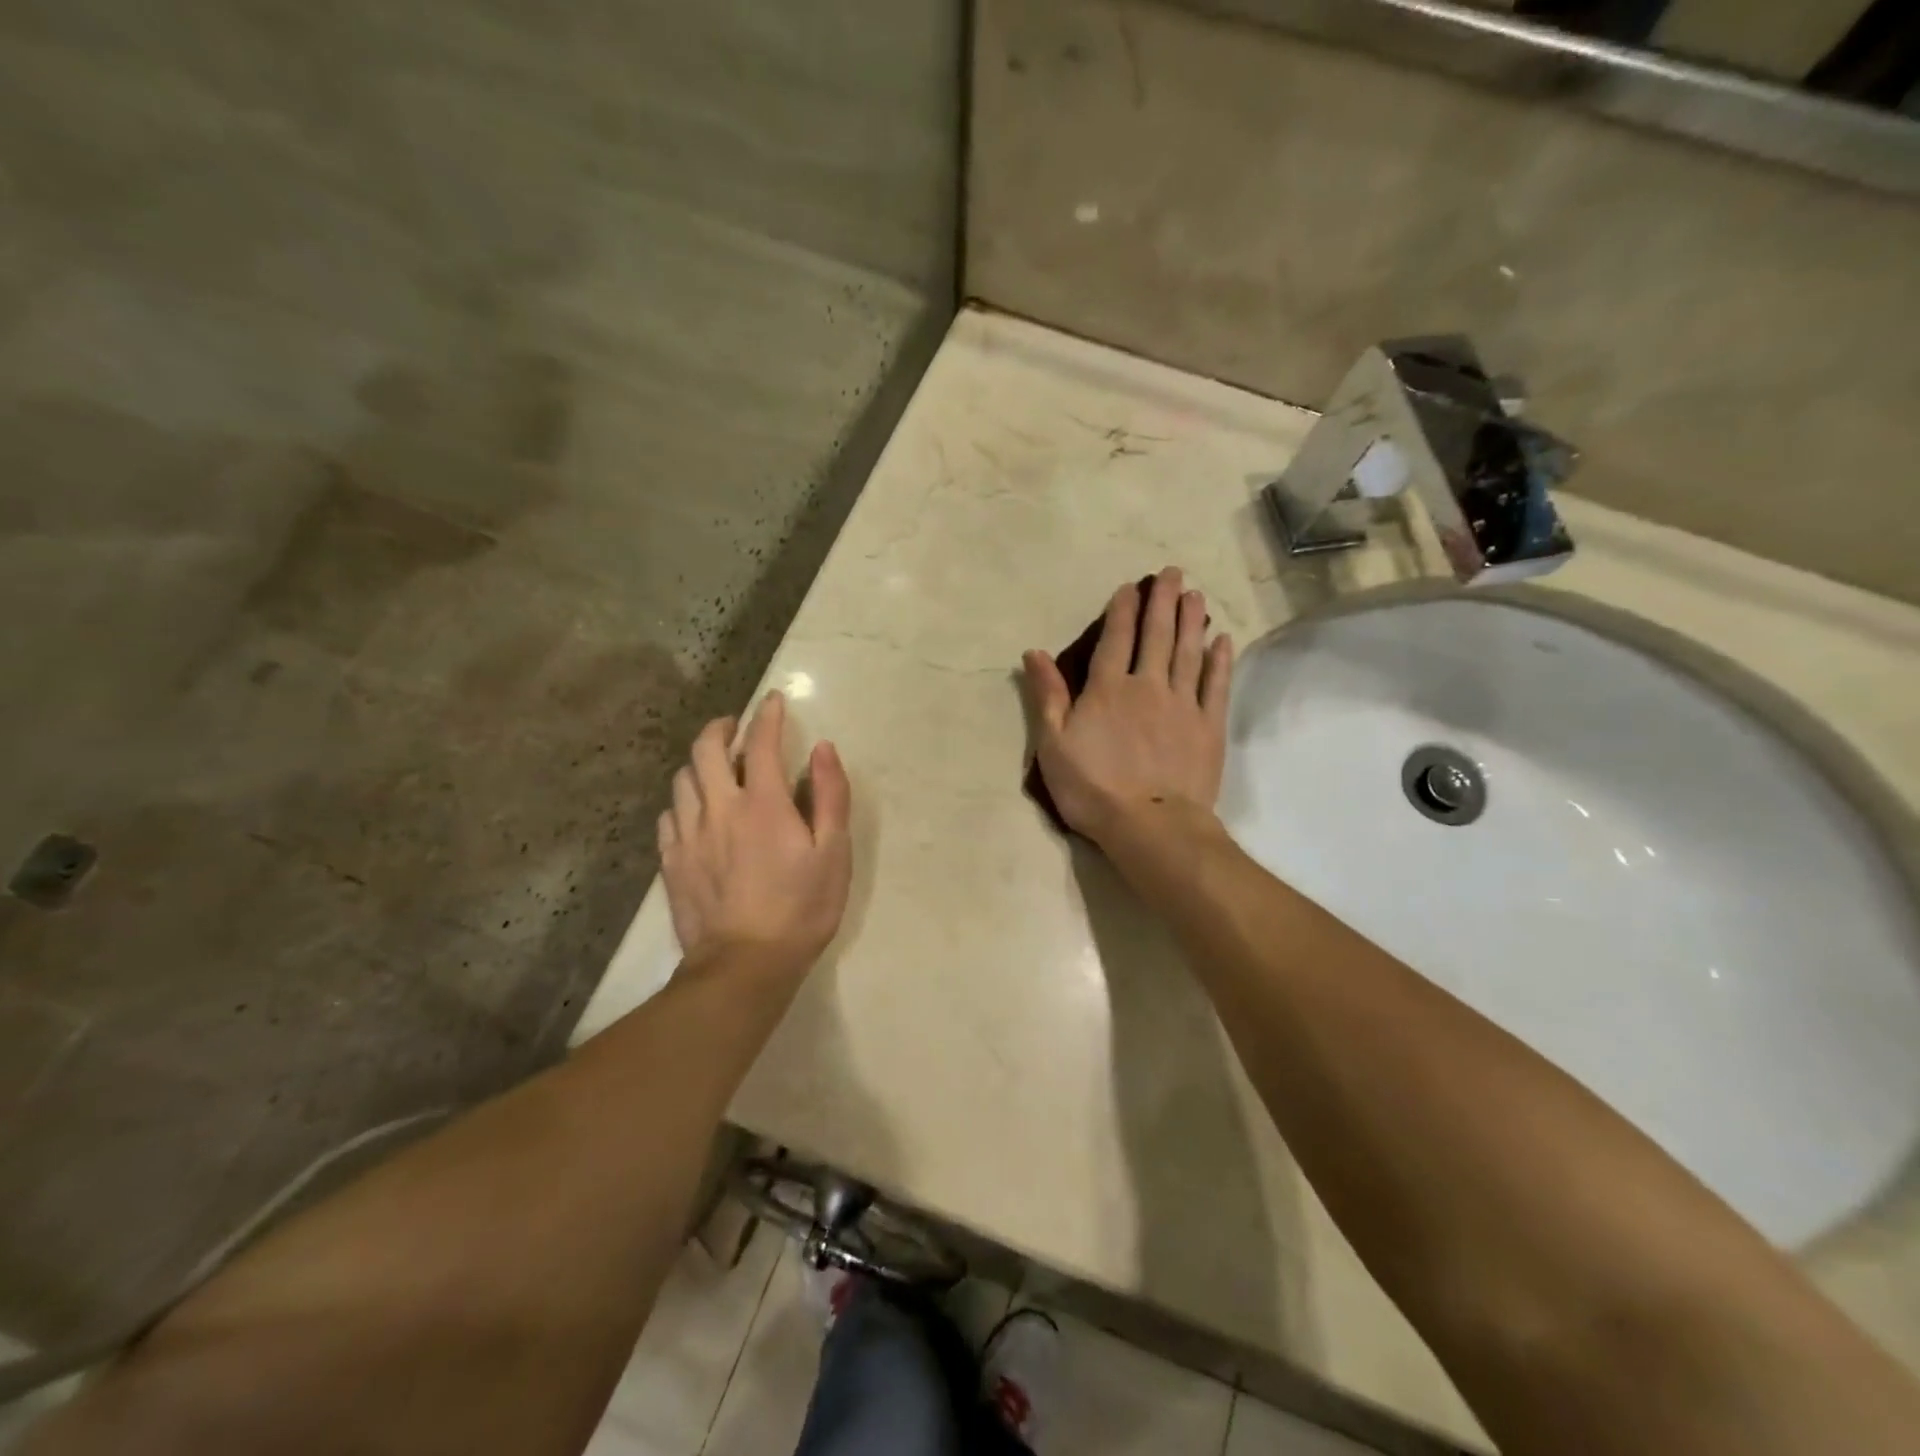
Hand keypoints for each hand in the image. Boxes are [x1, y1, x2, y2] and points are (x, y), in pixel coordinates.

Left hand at [658, 691, 852, 976]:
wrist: (744, 966)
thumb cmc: (801, 908)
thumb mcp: (834, 853)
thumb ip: (830, 795)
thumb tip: (822, 749)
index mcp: (762, 803)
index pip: (760, 742)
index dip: (767, 715)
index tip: (773, 701)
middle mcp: (718, 808)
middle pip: (705, 749)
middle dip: (721, 727)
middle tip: (735, 726)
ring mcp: (688, 835)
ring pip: (682, 779)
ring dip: (699, 763)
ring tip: (715, 768)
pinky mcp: (671, 861)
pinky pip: (669, 815)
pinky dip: (683, 801)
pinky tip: (695, 811)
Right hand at [1022, 567, 1232, 847]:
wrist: (1151, 825)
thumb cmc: (1093, 788)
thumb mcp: (1053, 744)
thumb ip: (1047, 696)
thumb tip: (1034, 653)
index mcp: (1108, 690)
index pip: (1115, 639)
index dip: (1122, 610)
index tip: (1131, 586)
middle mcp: (1148, 686)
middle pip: (1157, 636)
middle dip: (1163, 602)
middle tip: (1173, 572)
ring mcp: (1183, 705)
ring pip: (1189, 653)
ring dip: (1191, 621)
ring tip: (1196, 594)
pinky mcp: (1209, 727)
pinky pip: (1216, 685)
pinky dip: (1219, 661)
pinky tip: (1222, 641)